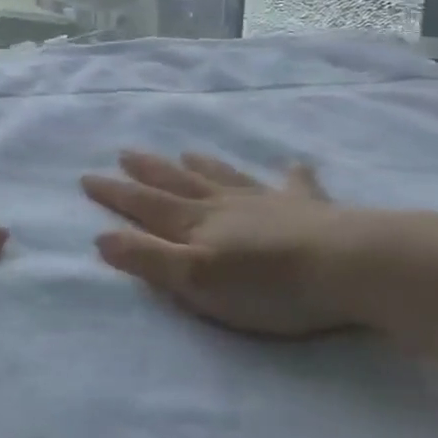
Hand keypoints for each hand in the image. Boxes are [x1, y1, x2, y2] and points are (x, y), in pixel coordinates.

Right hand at [81, 151, 370, 337]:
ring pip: (225, 178)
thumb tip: (100, 236)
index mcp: (196, 225)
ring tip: (186, 152)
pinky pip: (296, 187)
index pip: (145, 205)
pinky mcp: (310, 210)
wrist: (350, 267)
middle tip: (126, 153)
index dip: (115, 194)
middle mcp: (225, 206)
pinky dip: (292, 177)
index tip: (87, 177)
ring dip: (202, 166)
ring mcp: (268, 203)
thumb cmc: (268, 285)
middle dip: (148, 171)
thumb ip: (148, 259)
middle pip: (178, 183)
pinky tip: (295, 165)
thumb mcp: (196, 280)